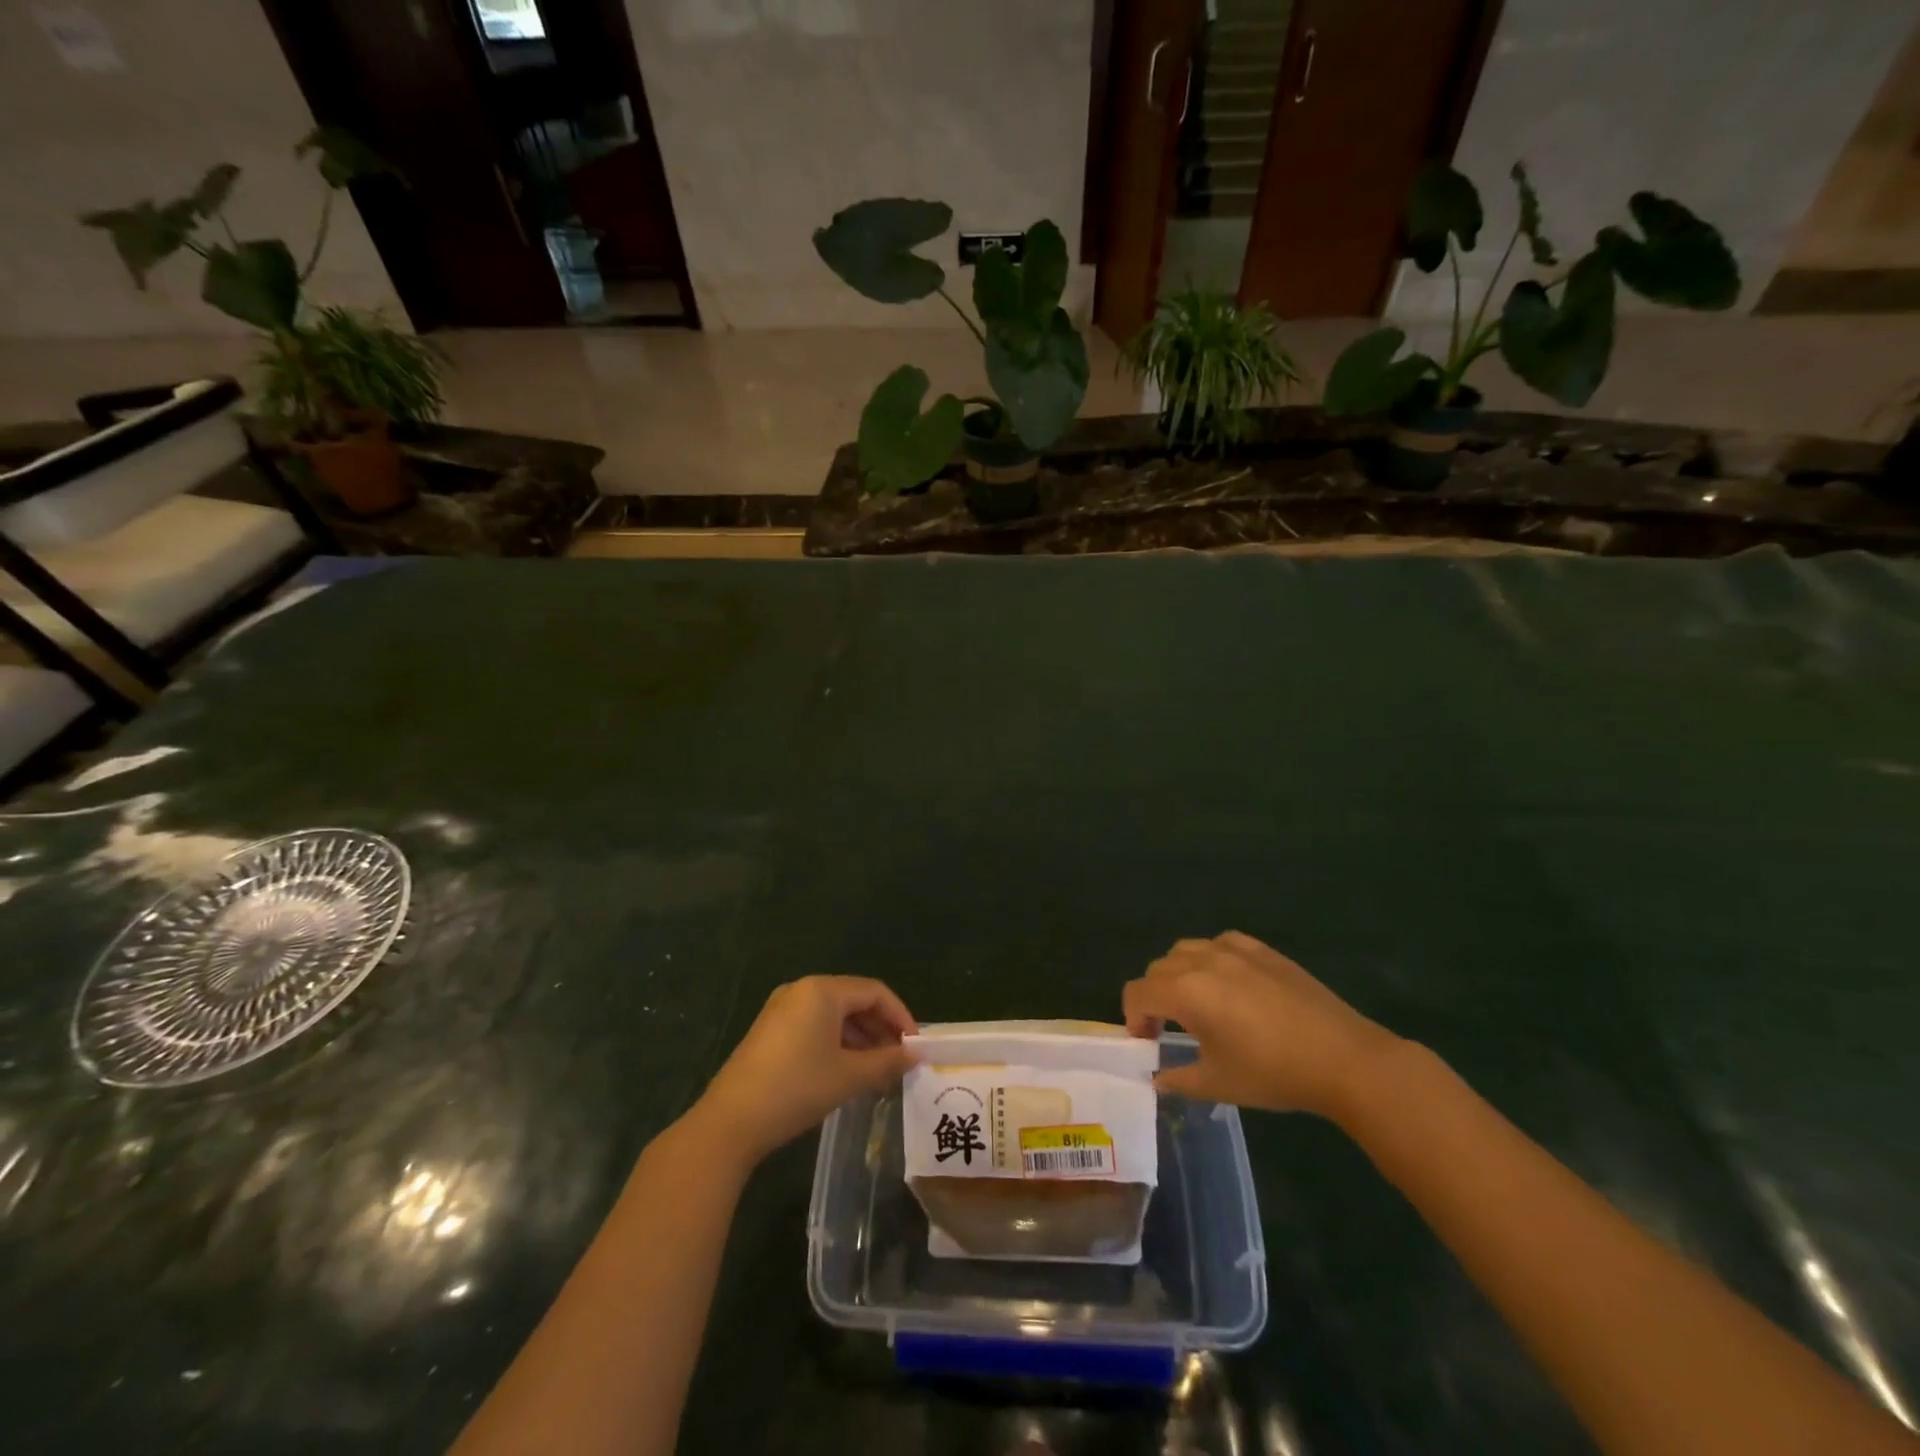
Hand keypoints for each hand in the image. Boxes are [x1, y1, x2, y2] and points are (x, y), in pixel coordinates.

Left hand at [691, 976, 918, 1163]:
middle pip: (854, 1000)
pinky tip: (846, 1070)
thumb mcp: (849, 1076)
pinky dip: (836, 1042)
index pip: (874, 992)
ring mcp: (782, 1009)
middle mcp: (802, 989)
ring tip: (877, 1069)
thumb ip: (887, 1062)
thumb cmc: (796, 1088)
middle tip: (899, 1058)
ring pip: (834, 1014)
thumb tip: (915, 1055)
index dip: (900, 1016)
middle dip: (880, 1028)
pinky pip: (814, 1025)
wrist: (730, 1122)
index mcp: (822, 990)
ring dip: (860, 1037)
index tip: (914, 1046)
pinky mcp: (770, 1030)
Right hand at [1124, 932, 1401, 1120]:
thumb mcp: (1219, 1084)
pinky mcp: (1262, 949)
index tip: (1148, 1042)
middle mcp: (1202, 960)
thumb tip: (1157, 1079)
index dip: (1133, 1017)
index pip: (1137, 992)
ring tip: (1198, 1003)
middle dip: (1154, 997)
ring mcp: (1234, 950)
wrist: (1343, 1058)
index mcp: (1186, 991)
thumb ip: (1178, 1078)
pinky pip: (1220, 942)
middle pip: (1158, 969)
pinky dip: (1210, 958)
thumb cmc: (1274, 1073)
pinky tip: (1228, 982)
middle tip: (1168, 1028)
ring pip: (1185, 950)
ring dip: (1179, 974)